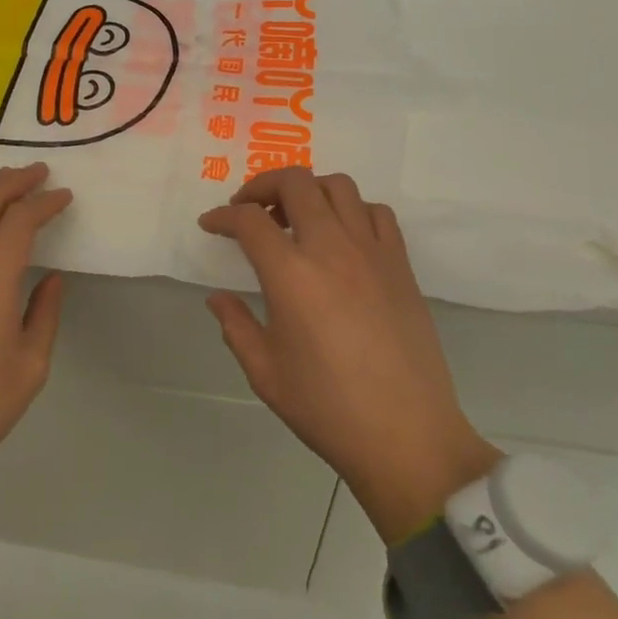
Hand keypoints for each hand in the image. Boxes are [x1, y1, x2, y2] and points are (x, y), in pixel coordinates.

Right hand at [199, 168, 500, 542]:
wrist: (406, 436)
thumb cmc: (327, 409)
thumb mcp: (265, 373)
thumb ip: (236, 326)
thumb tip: (218, 298)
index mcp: (291, 274)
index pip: (249, 221)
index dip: (222, 217)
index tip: (211, 225)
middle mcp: (331, 248)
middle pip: (295, 183)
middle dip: (262, 186)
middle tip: (249, 210)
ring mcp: (372, 251)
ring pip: (339, 187)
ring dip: (309, 190)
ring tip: (295, 217)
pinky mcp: (401, 264)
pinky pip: (377, 213)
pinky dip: (352, 210)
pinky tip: (342, 237)